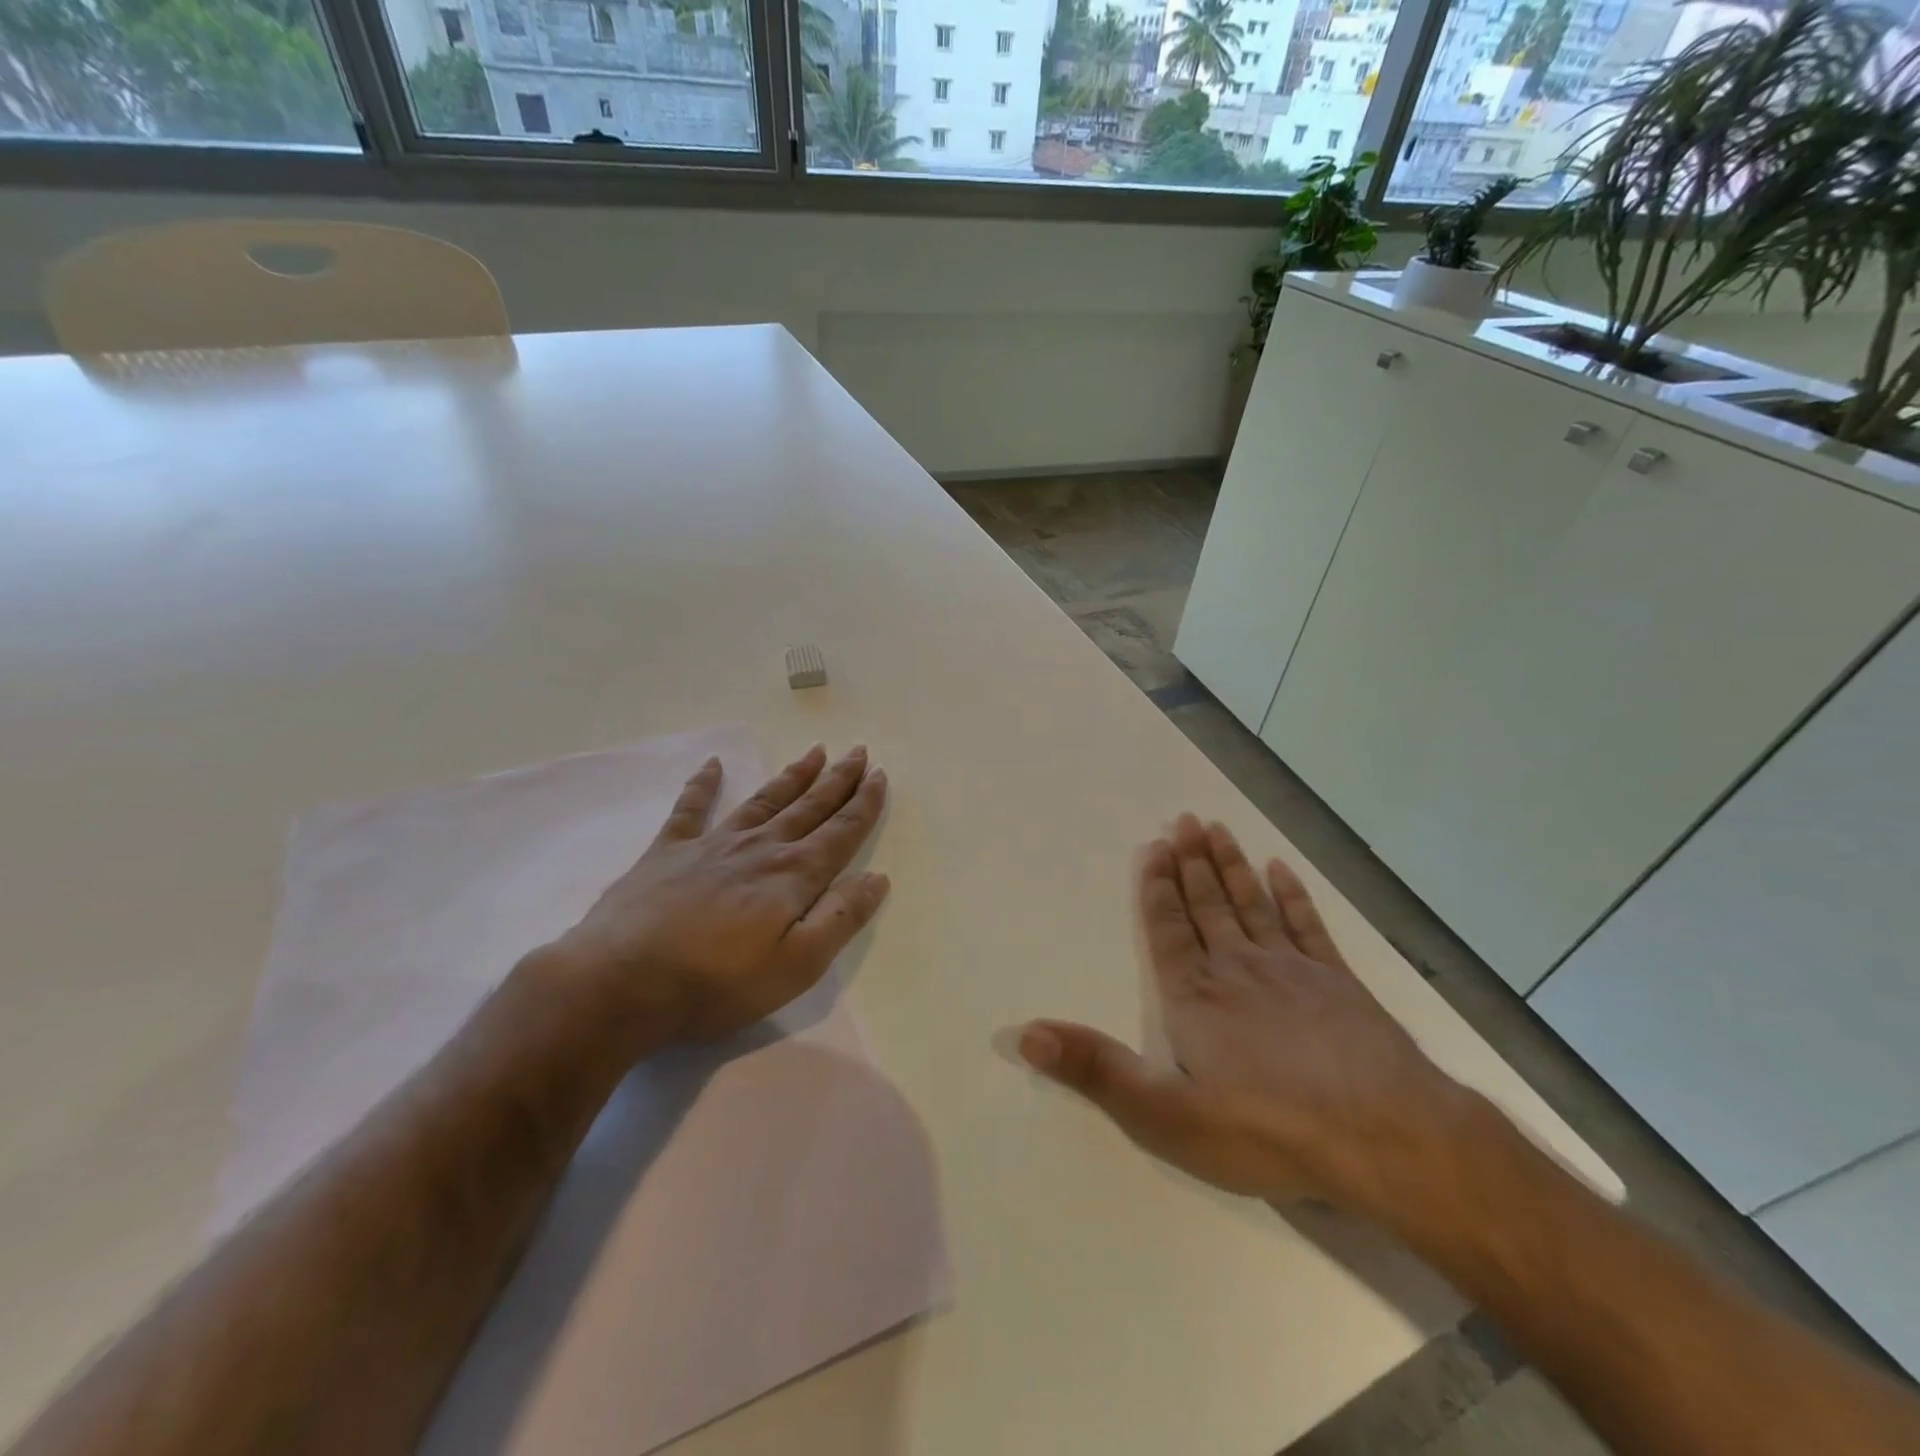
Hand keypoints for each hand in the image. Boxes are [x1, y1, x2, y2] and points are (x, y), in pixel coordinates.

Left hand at [547, 744, 889, 1049]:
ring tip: (814, 752)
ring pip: (763, 801)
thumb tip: (877, 878)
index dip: (864, 805)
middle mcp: (758, 849)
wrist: (620, 983)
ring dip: (792, 776)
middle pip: (808, 808)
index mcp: (792, 876)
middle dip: (837, 780)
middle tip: (858, 751)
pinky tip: (713, 765)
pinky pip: (690, 809)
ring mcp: (711, 845)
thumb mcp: (795, 966)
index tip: (880, 775)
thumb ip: (839, 919)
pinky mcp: (667, 852)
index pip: (840, 833)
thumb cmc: (715, 984)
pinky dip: (703, 785)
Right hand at [1011, 814, 1470, 1216]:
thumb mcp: (1164, 1114)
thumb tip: (1024, 1033)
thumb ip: (1095, 1069)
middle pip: (1208, 904)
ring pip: (1252, 905)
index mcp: (1195, 996)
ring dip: (1231, 866)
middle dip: (1192, 863)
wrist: (1383, 1136)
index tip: (1154, 846)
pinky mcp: (1338, 983)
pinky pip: (1308, 926)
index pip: (1168, 929)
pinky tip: (1282, 870)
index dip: (1157, 888)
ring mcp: (1292, 971)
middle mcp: (1237, 969)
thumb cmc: (1266, 1127)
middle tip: (1182, 820)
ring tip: (1216, 829)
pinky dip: (1293, 896)